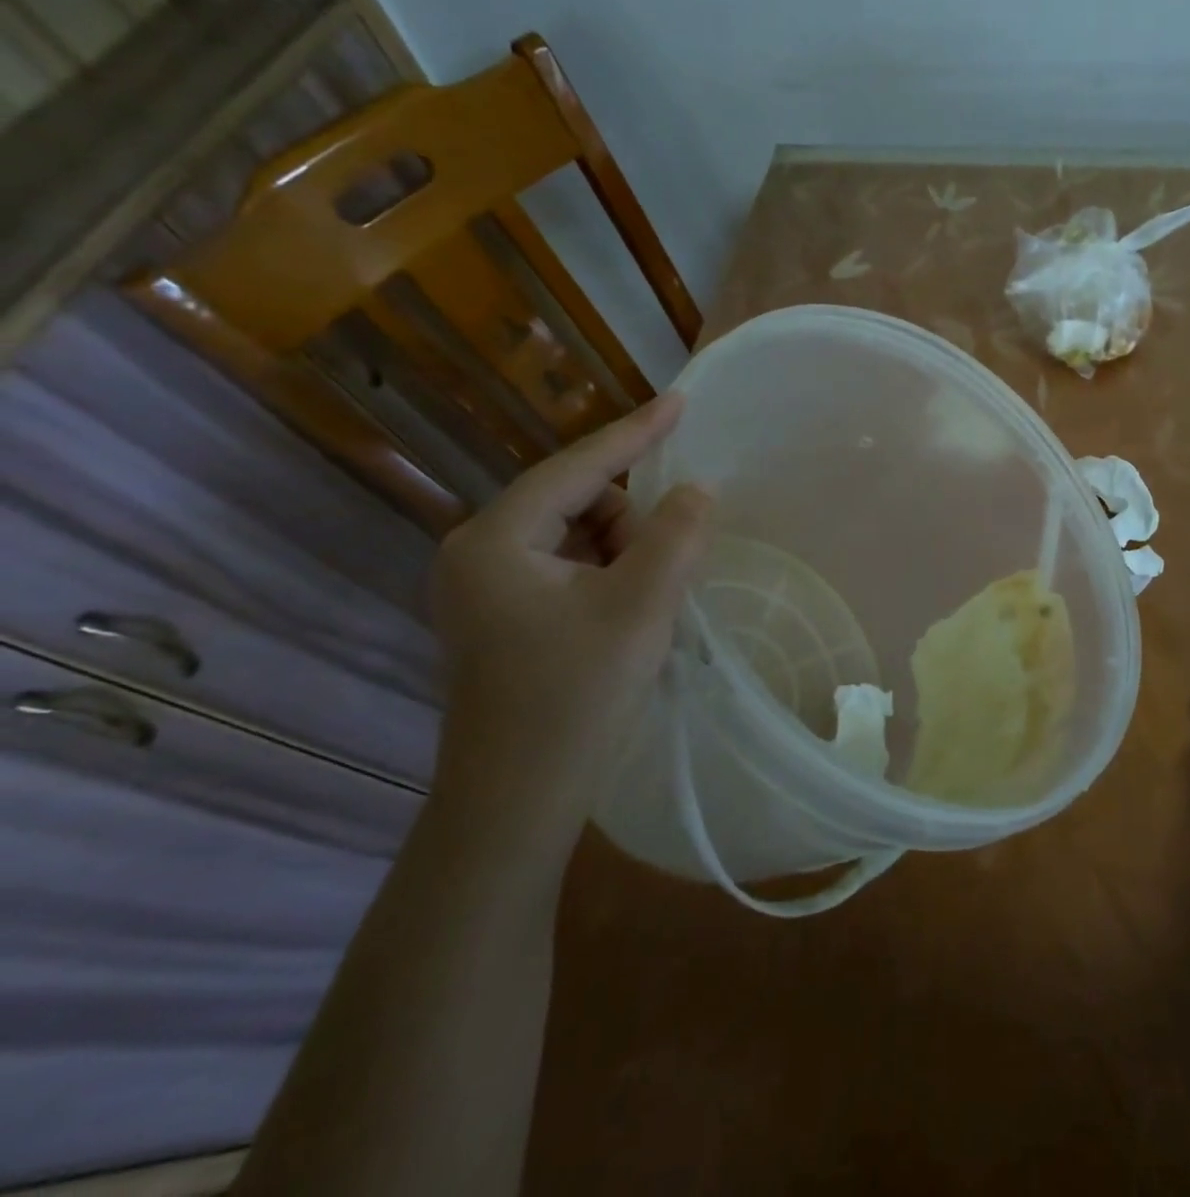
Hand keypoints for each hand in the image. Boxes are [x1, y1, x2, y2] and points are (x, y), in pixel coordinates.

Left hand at [427, 396, 711, 860]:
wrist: (516, 805)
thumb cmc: (575, 699)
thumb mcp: (641, 608)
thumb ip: (676, 536)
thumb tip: (695, 491)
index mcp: (496, 540)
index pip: (577, 468)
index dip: (635, 432)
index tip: (680, 400)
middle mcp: (478, 553)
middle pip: (578, 504)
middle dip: (631, 525)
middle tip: (664, 574)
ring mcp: (484, 589)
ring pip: (577, 538)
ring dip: (623, 556)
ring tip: (645, 608)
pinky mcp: (500, 618)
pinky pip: (568, 570)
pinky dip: (607, 578)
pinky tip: (624, 618)